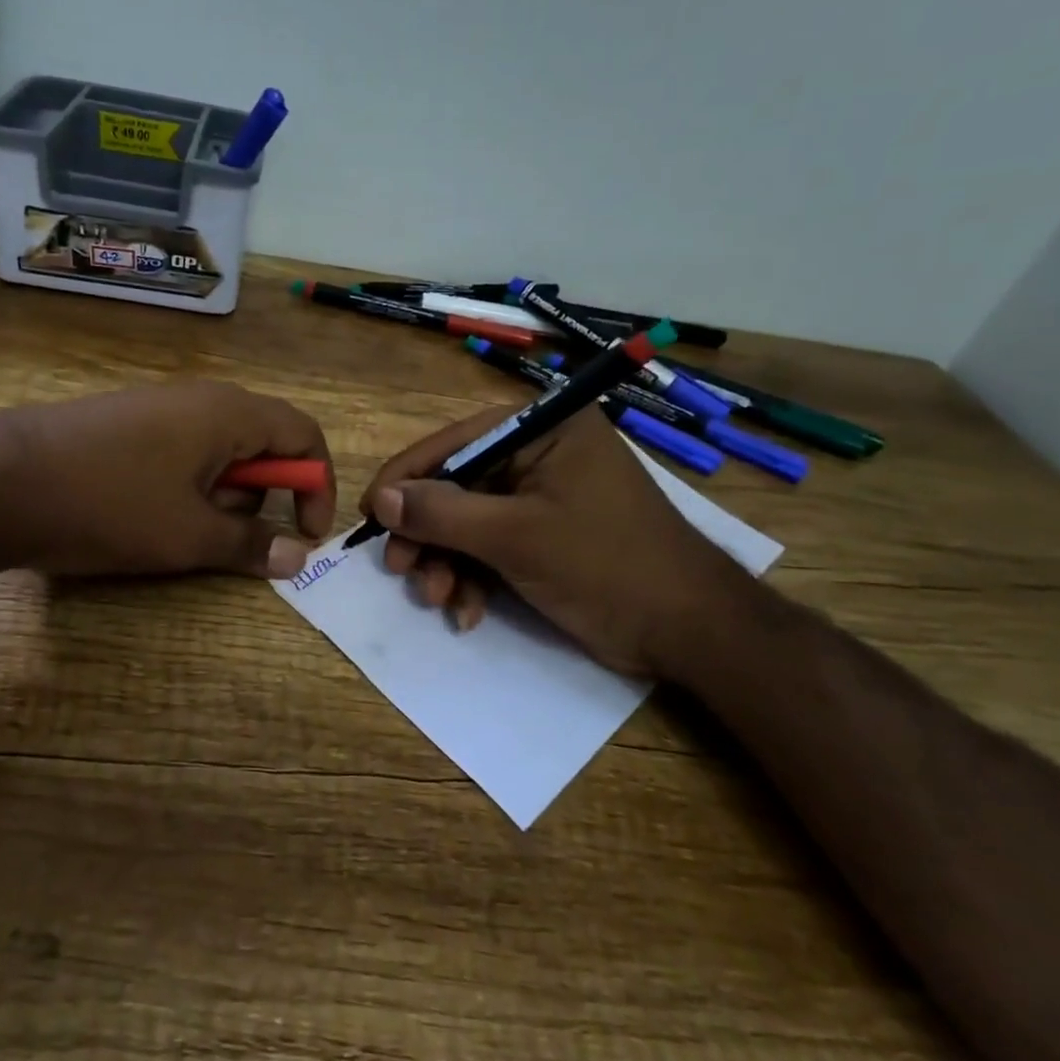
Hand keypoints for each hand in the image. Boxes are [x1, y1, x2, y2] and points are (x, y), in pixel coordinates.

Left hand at [0, 381, 335, 577]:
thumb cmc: (110, 505)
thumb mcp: (189, 536)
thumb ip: (251, 544)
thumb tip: (298, 556)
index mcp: (229, 413)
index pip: (303, 435)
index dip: (318, 485)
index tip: (309, 534)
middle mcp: (199, 399)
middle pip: (261, 442)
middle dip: (260, 495)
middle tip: (227, 536)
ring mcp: (157, 408)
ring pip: (217, 452)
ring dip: (218, 495)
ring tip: (176, 530)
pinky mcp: (125, 424)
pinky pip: (179, 452)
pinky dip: (184, 487)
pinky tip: (143, 514)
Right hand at [360, 407, 753, 678]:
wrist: (690, 632)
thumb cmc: (606, 565)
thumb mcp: (516, 537)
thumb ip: (443, 513)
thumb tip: (382, 499)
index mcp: (543, 429)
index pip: (453, 442)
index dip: (406, 478)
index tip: (369, 515)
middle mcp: (540, 452)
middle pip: (456, 485)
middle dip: (428, 533)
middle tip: (401, 570)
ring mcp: (543, 495)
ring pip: (468, 521)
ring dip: (446, 563)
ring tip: (438, 599)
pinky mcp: (545, 534)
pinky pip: (491, 546)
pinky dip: (474, 578)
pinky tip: (468, 612)